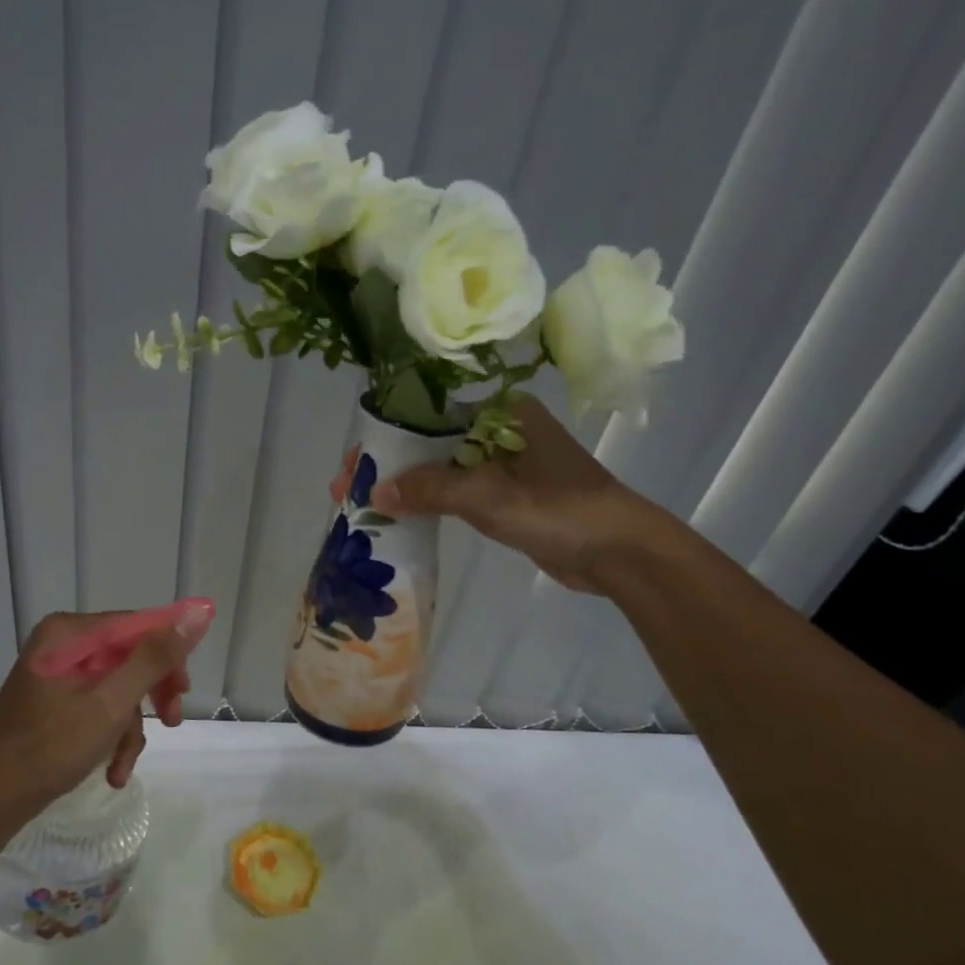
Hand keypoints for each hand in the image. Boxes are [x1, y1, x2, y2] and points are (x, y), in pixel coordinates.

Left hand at [0, 603, 213, 813]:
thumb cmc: (51, 745)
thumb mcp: (112, 701)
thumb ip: (155, 657)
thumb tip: (198, 611)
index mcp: (70, 632)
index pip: (137, 625)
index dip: (168, 654)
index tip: (185, 689)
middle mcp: (63, 644)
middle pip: (129, 656)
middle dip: (151, 694)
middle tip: (173, 719)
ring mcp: (58, 673)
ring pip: (118, 687)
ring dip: (130, 727)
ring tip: (125, 766)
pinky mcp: (56, 701)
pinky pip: (99, 705)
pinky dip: (111, 735)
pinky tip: (112, 770)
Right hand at [333, 398, 666, 593]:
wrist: (618, 551)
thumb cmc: (555, 509)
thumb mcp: (486, 495)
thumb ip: (428, 490)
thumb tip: (374, 493)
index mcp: (499, 413)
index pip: (426, 416)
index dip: (384, 438)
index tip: (353, 463)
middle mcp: (499, 430)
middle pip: (428, 442)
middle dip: (387, 465)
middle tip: (346, 488)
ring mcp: (504, 464)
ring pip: (440, 469)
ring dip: (404, 486)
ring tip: (362, 504)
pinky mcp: (507, 495)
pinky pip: (456, 492)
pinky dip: (427, 502)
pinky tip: (398, 515)